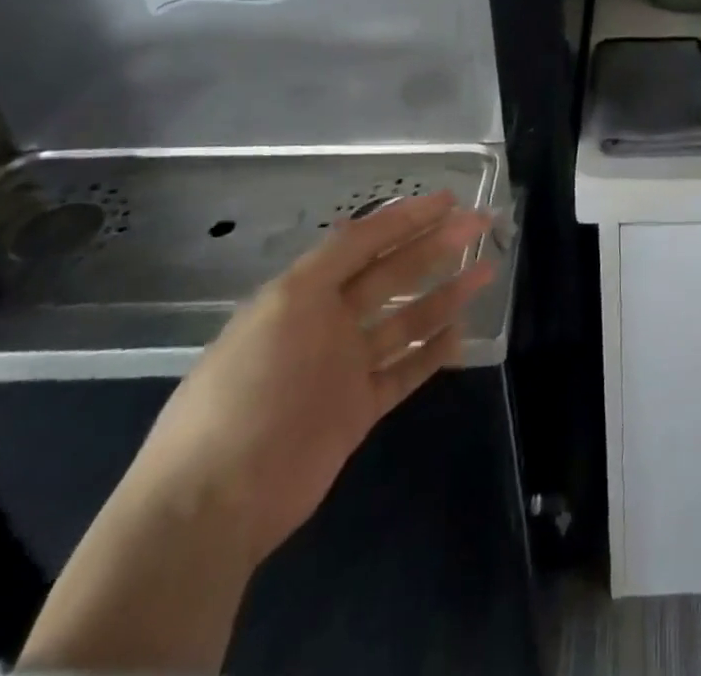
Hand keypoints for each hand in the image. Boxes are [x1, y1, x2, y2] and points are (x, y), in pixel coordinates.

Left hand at [117, 191, 494, 564]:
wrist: (214, 501)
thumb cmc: (250, 387)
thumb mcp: (285, 305)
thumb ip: (331, 261)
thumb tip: (361, 221)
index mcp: (305, 293)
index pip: (365, 243)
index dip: (406, 218)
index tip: (449, 200)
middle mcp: (329, 323)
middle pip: (393, 274)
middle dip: (436, 246)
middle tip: (480, 225)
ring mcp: (345, 368)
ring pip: (407, 320)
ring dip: (445, 295)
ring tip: (486, 271)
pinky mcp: (358, 411)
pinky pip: (404, 372)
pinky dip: (432, 352)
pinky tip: (461, 333)